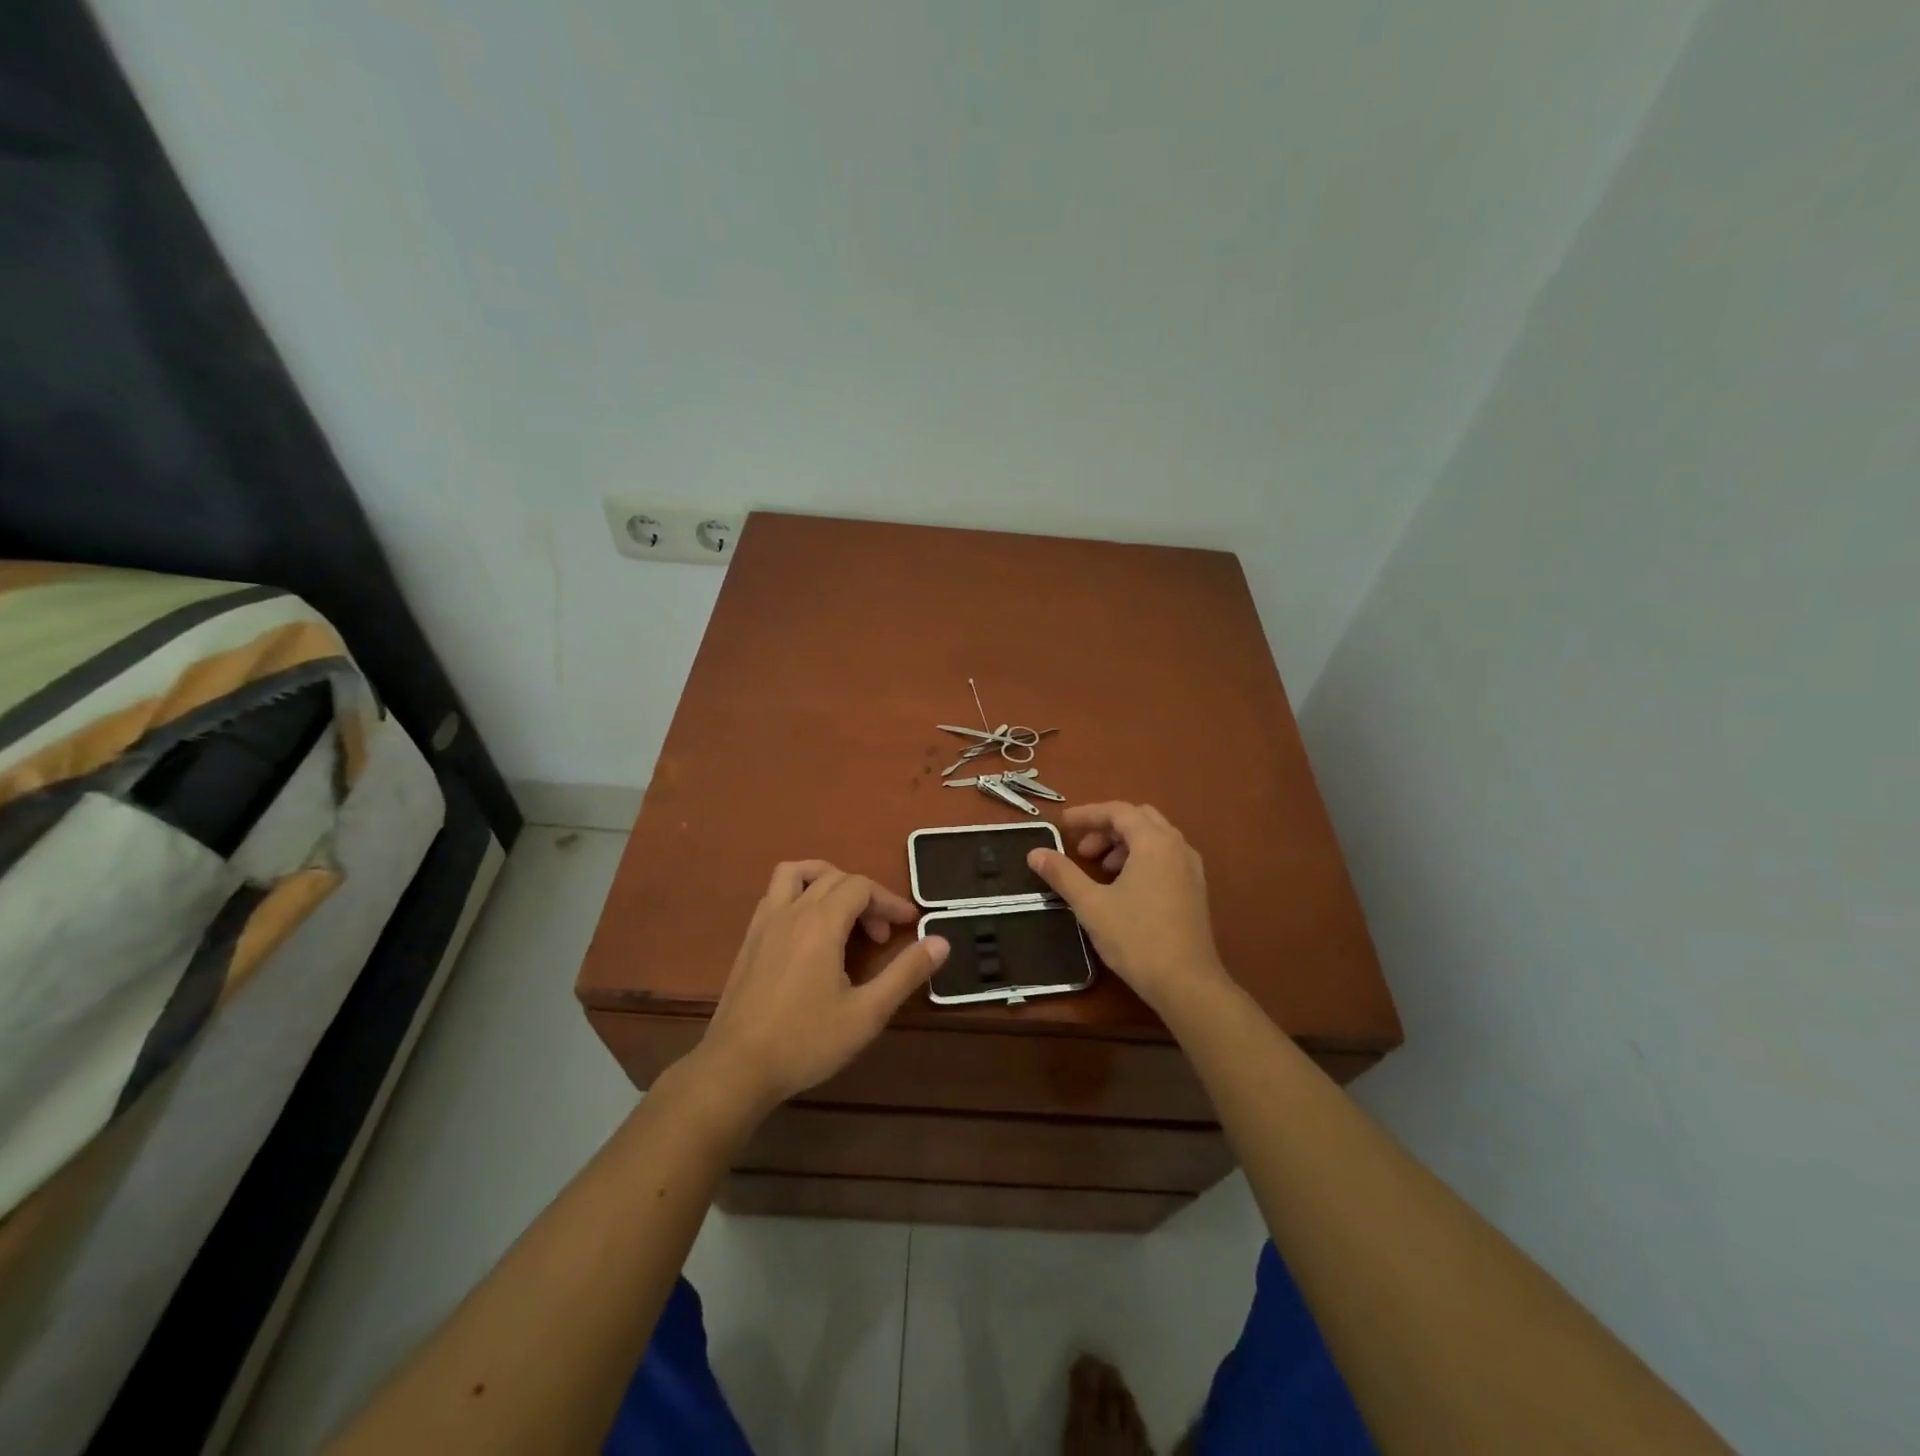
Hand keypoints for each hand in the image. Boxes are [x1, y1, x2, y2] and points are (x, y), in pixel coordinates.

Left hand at [695, 860, 949, 1117]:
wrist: (736, 1069)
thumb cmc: (806, 1041)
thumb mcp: (867, 1013)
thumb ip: (906, 974)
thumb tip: (941, 942)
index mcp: (821, 923)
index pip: (861, 887)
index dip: (889, 901)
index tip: (909, 924)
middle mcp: (791, 911)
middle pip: (834, 877)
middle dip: (865, 897)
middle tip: (882, 936)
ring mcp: (764, 923)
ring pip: (795, 873)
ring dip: (825, 879)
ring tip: (843, 910)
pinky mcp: (749, 939)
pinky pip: (775, 895)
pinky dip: (799, 895)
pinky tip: (809, 932)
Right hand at [1026, 803, 1230, 1017]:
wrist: (1186, 983)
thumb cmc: (1136, 938)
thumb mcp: (1091, 905)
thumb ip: (1063, 874)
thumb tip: (1035, 853)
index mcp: (1154, 842)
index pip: (1118, 811)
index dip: (1087, 814)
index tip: (1062, 825)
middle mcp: (1177, 846)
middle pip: (1139, 819)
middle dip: (1107, 828)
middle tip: (1083, 850)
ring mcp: (1191, 868)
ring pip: (1154, 838)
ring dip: (1124, 844)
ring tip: (1101, 869)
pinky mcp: (1196, 889)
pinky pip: (1166, 857)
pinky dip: (1142, 858)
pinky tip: (1125, 886)